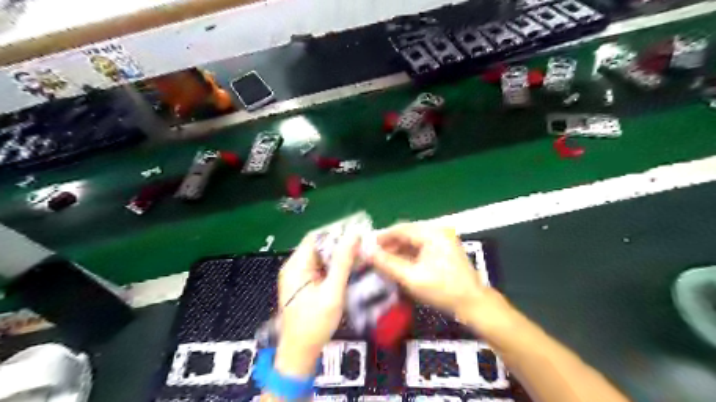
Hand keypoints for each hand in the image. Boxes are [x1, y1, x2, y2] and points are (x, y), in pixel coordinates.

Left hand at [275, 232, 358, 376]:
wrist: (299, 355)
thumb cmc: (314, 324)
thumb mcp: (332, 292)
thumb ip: (343, 263)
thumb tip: (353, 235)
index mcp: (296, 266)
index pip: (316, 237)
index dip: (336, 231)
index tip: (356, 230)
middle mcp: (294, 267)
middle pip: (319, 246)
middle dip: (340, 243)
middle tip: (362, 243)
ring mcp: (298, 277)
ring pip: (321, 257)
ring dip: (339, 255)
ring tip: (360, 254)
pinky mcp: (304, 286)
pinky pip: (321, 269)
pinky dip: (334, 267)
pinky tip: (349, 269)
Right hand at [366, 223, 512, 331]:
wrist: (473, 304)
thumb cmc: (443, 290)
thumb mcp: (411, 277)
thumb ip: (387, 263)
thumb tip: (366, 251)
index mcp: (432, 233)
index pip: (400, 228)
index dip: (382, 237)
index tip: (367, 247)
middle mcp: (437, 232)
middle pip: (406, 234)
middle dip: (389, 245)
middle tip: (374, 258)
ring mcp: (442, 241)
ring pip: (413, 242)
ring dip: (398, 251)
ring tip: (384, 263)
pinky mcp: (444, 251)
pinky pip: (421, 248)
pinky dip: (408, 256)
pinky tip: (399, 266)